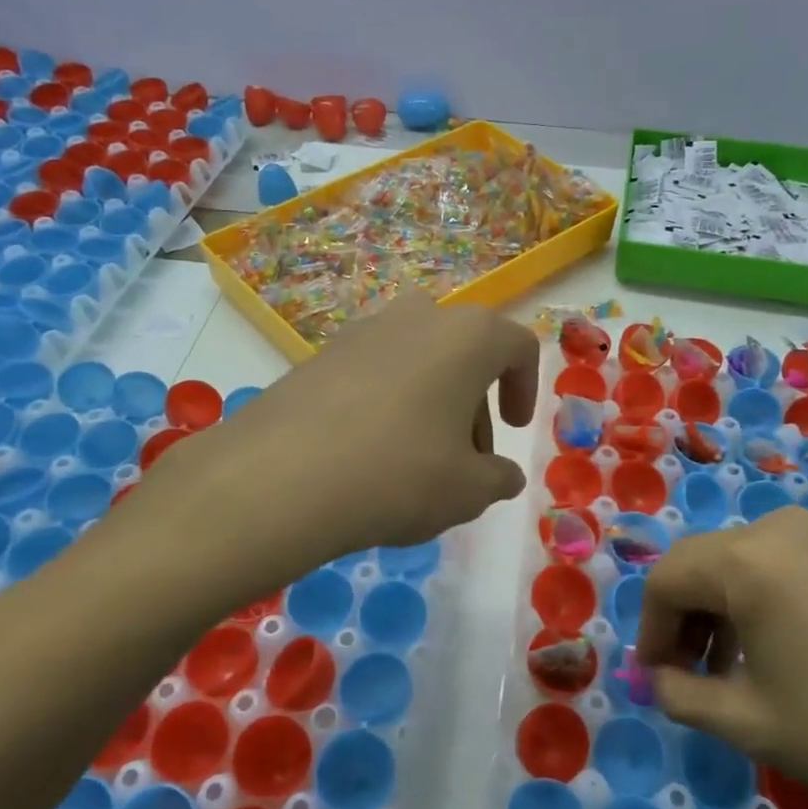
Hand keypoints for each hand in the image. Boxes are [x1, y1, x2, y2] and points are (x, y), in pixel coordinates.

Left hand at [154, 292, 538, 568]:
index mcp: (468, 336)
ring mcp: (363, 330)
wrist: (282, 477)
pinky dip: (386, 403)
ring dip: (431, 402)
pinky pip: (373, 371)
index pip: (517, 346)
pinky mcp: (319, 353)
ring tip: (418, 459)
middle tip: (467, 458)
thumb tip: (504, 475)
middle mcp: (418, 317)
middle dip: (474, 403)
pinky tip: (370, 452)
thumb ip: (498, 478)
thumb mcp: (468, 491)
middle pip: (464, 353)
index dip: (526, 387)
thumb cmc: (400, 474)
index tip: (515, 429)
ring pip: (417, 360)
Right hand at [636, 508, 807, 808]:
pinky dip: (751, 601)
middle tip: (685, 678)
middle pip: (696, 566)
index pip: (665, 582)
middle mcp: (771, 528)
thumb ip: (681, 696)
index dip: (651, 632)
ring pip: (731, 564)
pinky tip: (769, 650)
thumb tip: (659, 680)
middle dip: (680, 621)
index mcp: (743, 560)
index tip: (657, 681)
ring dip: (715, 612)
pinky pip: (769, 565)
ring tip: (726, 672)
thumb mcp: (749, 721)